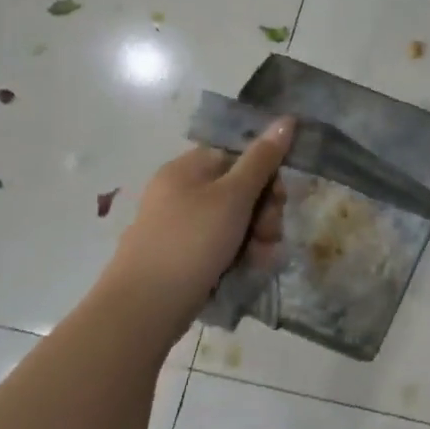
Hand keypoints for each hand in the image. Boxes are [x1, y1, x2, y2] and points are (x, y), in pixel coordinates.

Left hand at [105, 117, 294, 342]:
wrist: (143, 309)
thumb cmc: (191, 242)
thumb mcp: (233, 196)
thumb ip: (262, 159)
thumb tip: (286, 119)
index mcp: (187, 167)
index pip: (239, 155)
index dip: (266, 175)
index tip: (279, 199)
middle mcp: (181, 191)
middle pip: (240, 189)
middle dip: (264, 213)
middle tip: (270, 235)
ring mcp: (179, 225)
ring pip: (234, 221)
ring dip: (256, 237)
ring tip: (260, 259)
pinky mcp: (181, 256)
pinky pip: (219, 245)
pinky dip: (238, 254)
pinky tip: (249, 269)